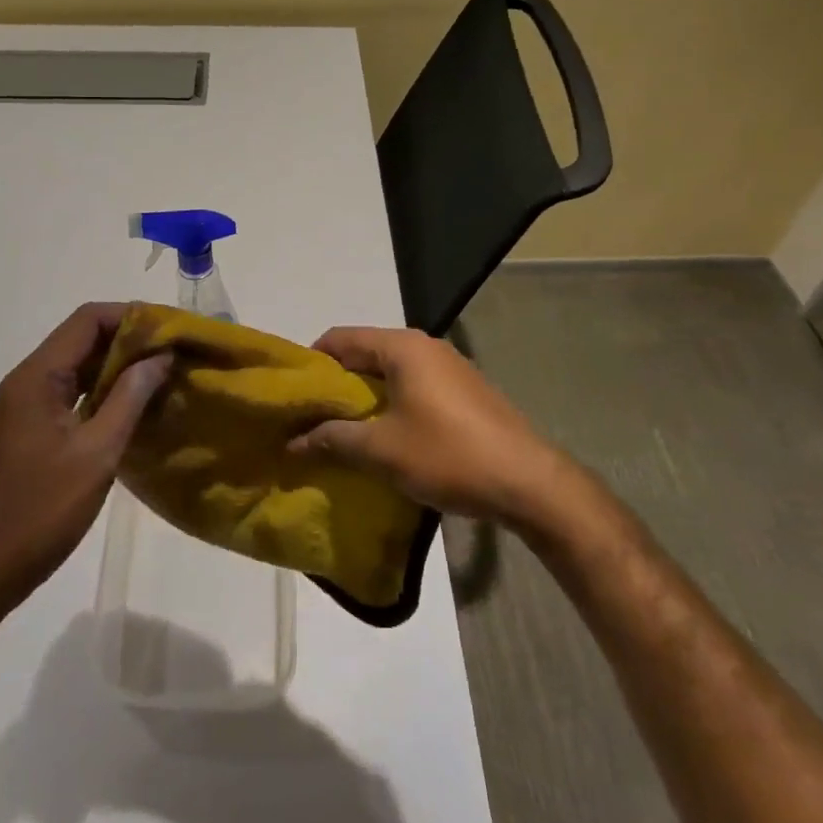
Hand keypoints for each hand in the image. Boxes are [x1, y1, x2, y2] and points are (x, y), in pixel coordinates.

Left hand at [0, 303, 170, 613]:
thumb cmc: (41, 511)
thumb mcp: (97, 453)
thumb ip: (130, 398)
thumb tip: (161, 356)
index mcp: (37, 377)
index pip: (87, 320)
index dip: (130, 316)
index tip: (170, 329)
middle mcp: (29, 380)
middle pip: (83, 338)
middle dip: (130, 338)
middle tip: (174, 352)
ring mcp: (29, 404)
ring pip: (80, 364)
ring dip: (120, 365)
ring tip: (164, 374)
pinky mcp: (34, 426)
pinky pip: (74, 391)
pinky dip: (105, 389)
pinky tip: (136, 404)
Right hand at [288, 326, 561, 520]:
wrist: (530, 483)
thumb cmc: (448, 455)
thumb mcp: (382, 450)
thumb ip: (333, 439)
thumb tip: (293, 441)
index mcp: (401, 347)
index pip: (340, 338)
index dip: (312, 363)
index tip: (294, 394)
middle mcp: (425, 345)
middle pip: (365, 352)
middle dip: (337, 382)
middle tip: (314, 416)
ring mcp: (450, 366)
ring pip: (391, 370)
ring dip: (366, 395)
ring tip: (346, 429)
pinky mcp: (466, 390)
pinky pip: (415, 385)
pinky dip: (393, 402)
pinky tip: (388, 435)